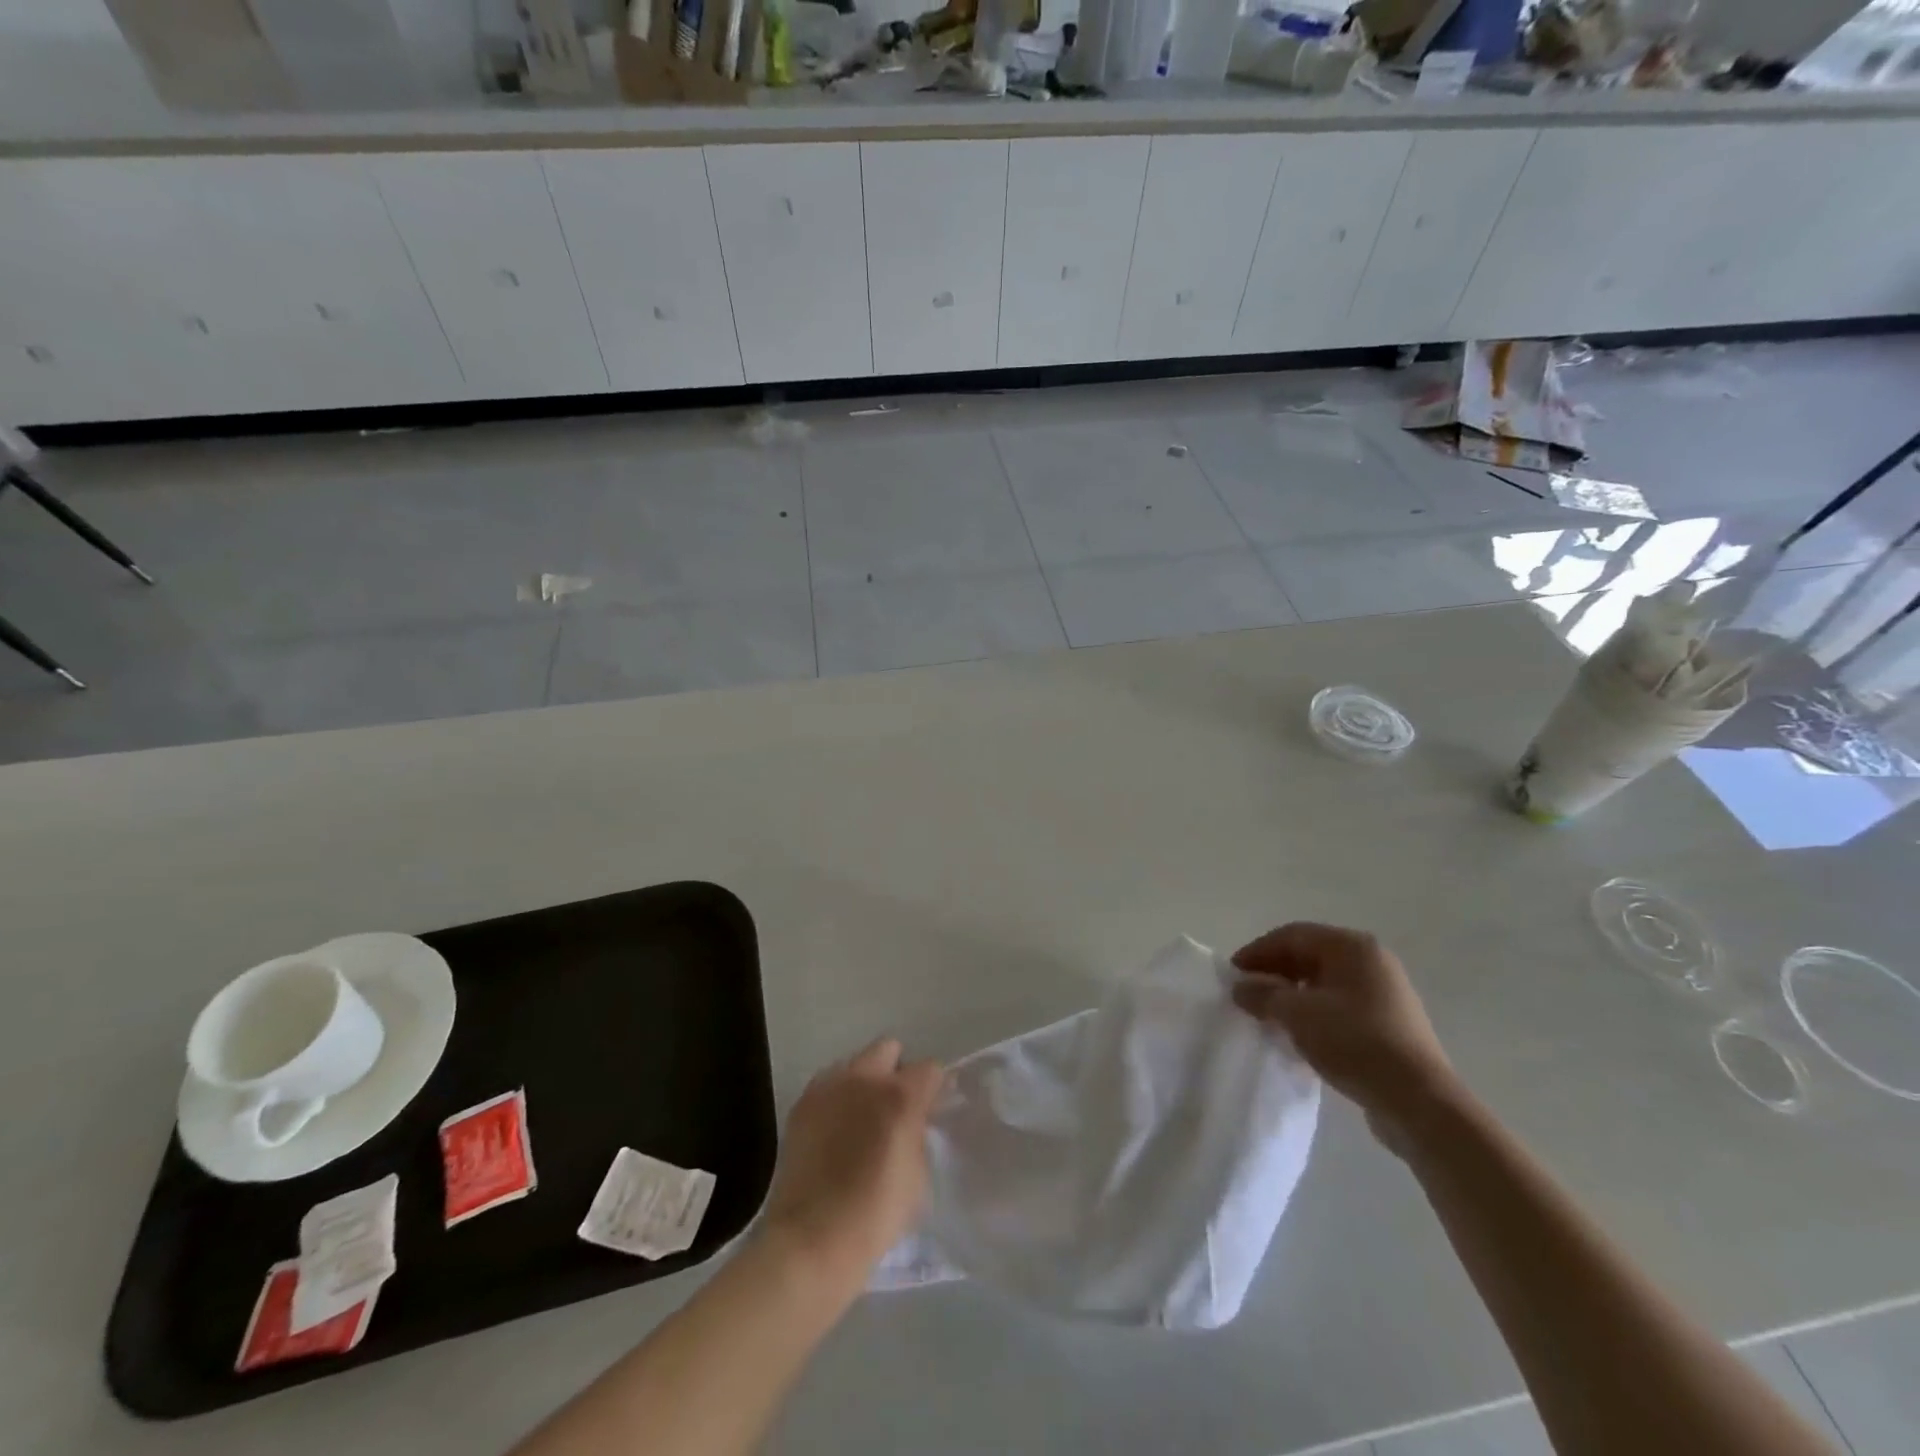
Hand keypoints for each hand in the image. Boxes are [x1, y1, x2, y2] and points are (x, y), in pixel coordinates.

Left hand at [758, 1038, 944, 1293]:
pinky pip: (828, 1084)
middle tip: (896, 1106)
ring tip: (862, 1117)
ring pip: (855, 1062)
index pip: (930, 1069)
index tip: (932, 1107)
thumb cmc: (875, 1215)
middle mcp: (864, 1078)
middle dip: (896, 1071)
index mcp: (900, 1095)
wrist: (811, 1240)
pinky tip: (836, 1128)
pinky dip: (837, 1097)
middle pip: (888, 1048)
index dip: (934, 1088)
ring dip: (864, 1081)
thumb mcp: (917, 1174)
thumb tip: (914, 1119)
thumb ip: (918, 1132)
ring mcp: (829, 1086)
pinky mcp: (802, 1103)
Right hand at [1231, 923, 1462, 1146]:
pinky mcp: (1389, 1024)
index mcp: (1352, 947)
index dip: (1258, 952)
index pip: (1292, 935)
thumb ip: (1263, 995)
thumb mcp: (1297, 1014)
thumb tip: (1241, 988)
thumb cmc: (1354, 1041)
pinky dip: (1314, 1013)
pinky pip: (1340, 1006)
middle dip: (1274, 973)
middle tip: (1247, 995)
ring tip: (1267, 1016)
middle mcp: (1371, 961)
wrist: (1418, 1101)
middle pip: (1309, 956)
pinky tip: (1298, 1036)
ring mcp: (1384, 993)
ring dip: (1292, 995)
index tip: (1233, 975)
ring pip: (1324, 983)